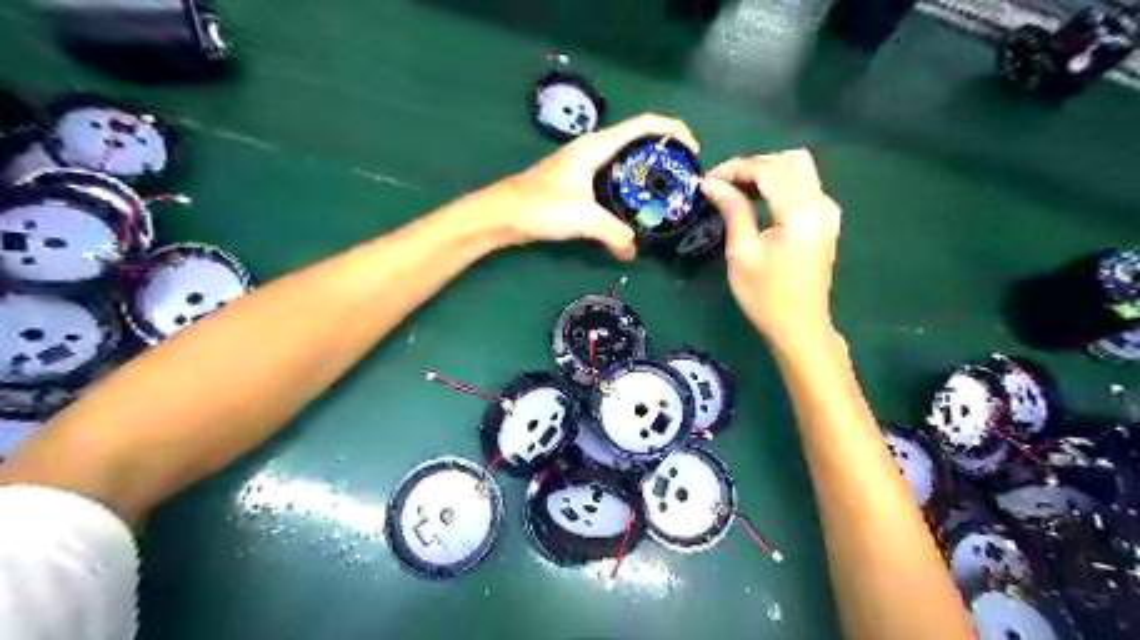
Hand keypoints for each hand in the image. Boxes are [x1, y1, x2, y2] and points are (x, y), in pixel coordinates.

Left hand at [500, 111, 700, 258]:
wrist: (502, 214)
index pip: (645, 124)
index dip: (674, 131)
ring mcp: (585, 165)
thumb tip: (633, 251)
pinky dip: (630, 187)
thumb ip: (614, 234)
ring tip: (666, 192)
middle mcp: (594, 149)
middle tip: (683, 179)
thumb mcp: (583, 218)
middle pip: (639, 139)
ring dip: (648, 171)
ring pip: (626, 160)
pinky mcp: (578, 182)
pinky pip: (614, 178)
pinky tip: (636, 207)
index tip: (694, 152)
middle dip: (665, 153)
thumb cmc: (539, 206)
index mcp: (597, 146)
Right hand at [701, 150, 838, 347]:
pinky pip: (805, 184)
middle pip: (785, 162)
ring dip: (766, 171)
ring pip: (798, 168)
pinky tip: (759, 199)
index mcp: (800, 211)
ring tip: (737, 190)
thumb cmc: (765, 296)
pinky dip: (780, 183)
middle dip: (749, 167)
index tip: (707, 180)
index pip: (767, 170)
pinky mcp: (826, 219)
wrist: (799, 327)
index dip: (735, 168)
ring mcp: (827, 210)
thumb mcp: (742, 253)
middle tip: (720, 185)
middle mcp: (820, 203)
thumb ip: (732, 210)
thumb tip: (712, 184)